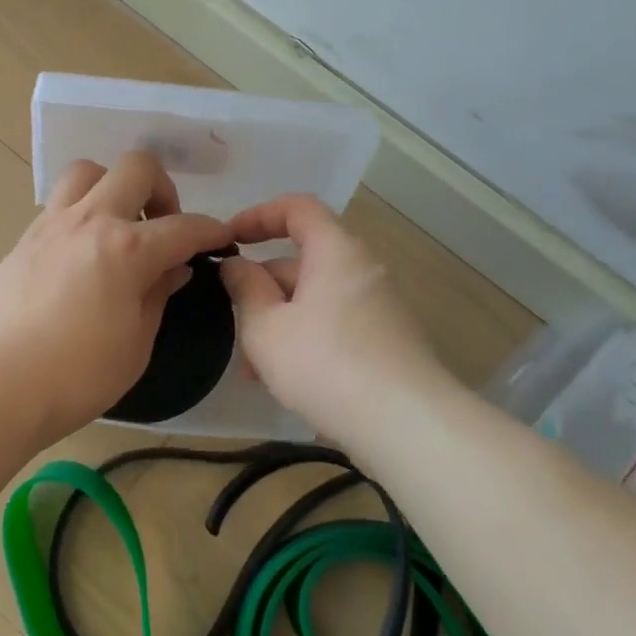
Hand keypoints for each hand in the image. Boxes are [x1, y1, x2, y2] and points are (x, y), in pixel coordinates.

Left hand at [0, 151, 231, 444]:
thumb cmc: (78, 374)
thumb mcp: (136, 342)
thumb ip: (158, 295)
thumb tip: (173, 268)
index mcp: (127, 249)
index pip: (184, 227)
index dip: (211, 231)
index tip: (221, 239)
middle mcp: (91, 220)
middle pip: (136, 168)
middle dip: (162, 188)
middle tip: (162, 225)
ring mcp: (52, 224)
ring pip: (89, 171)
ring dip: (113, 187)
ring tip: (118, 226)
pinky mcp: (25, 237)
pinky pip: (60, 203)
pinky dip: (82, 212)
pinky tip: (83, 251)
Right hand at [220, 195, 449, 441]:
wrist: (408, 427)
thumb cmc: (325, 364)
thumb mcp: (266, 327)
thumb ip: (245, 288)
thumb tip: (236, 265)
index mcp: (335, 251)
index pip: (297, 208)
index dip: (258, 215)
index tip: (228, 240)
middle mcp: (362, 270)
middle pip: (303, 260)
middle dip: (261, 287)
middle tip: (230, 320)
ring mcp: (379, 308)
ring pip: (315, 299)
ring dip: (278, 322)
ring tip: (251, 368)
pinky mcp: (387, 342)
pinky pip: (334, 324)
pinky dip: (304, 339)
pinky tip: (283, 381)